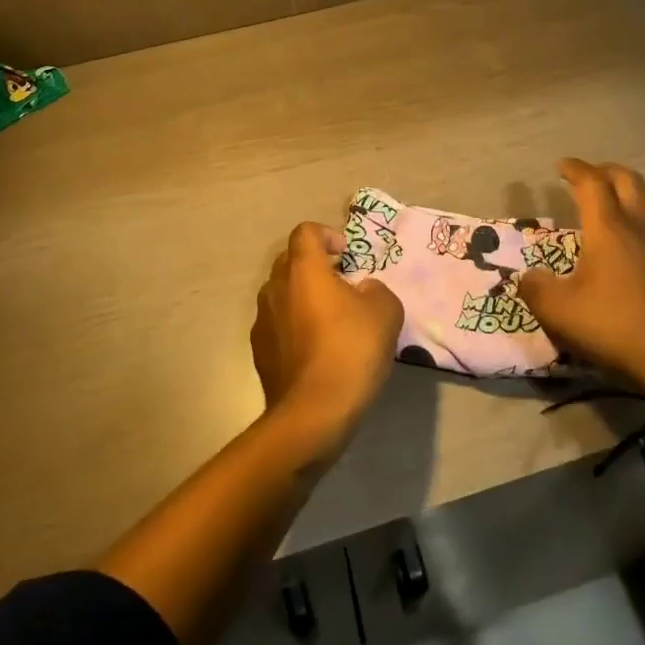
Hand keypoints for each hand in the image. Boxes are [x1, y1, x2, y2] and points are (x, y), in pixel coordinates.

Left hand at [252, 223, 403, 450]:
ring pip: (281, 294)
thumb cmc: (351, 350)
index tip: (345, 255)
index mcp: (303, 270)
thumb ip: (376, 290)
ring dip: (302, 297)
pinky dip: (293, 326)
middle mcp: (275, 287)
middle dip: (314, 266)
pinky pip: (277, 324)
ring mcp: (262, 320)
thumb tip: (363, 291)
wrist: (313, 412)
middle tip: (341, 285)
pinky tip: (315, 350)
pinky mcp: (259, 350)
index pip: (305, 232)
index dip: (326, 235)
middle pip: (290, 261)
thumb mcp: (385, 312)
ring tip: (329, 320)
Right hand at [517, 159, 644, 396]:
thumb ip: (535, 288)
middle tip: (588, 176)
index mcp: (608, 229)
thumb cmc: (614, 326)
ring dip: (633, 190)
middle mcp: (639, 227)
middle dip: (605, 171)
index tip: (560, 166)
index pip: (592, 183)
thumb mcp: (559, 311)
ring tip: (618, 198)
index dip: (575, 169)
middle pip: (628, 181)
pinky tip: (642, 237)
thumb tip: (528, 277)